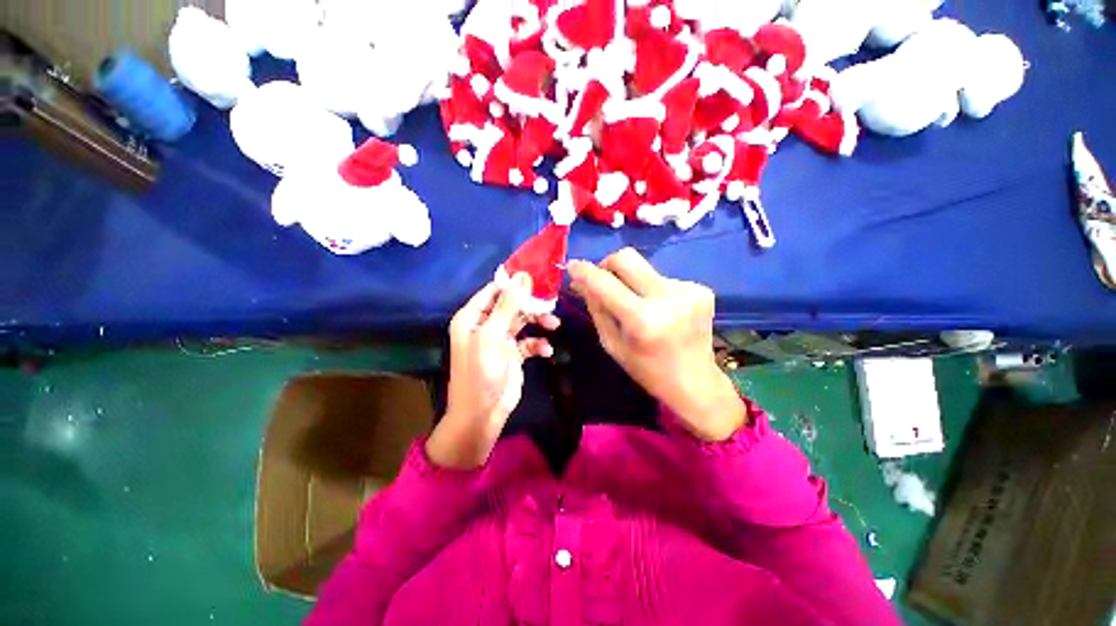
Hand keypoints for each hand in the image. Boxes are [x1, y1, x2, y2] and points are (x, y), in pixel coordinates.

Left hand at [426, 274, 560, 468]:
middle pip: (512, 304)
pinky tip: (546, 351)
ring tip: (554, 326)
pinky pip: (529, 342)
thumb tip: (522, 276)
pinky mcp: (514, 354)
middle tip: (550, 304)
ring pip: (523, 321)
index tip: (537, 278)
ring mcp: (501, 339)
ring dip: (539, 322)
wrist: (483, 413)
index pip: (494, 290)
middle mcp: (486, 324)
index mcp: (473, 316)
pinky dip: (539, 344)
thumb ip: (508, 306)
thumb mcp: (492, 335)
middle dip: (531, 305)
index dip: (514, 283)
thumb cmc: (481, 371)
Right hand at [568, 248, 746, 440]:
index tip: (572, 266)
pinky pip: (662, 278)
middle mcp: (668, 298)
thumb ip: (596, 309)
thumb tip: (580, 281)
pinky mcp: (701, 288)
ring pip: (644, 268)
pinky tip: (659, 310)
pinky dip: (651, 289)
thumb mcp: (612, 344)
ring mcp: (689, 290)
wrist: (696, 383)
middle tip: (602, 281)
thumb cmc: (647, 371)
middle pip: (627, 258)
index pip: (605, 283)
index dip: (584, 271)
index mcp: (643, 320)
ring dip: (631, 281)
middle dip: (607, 265)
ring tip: (637, 305)